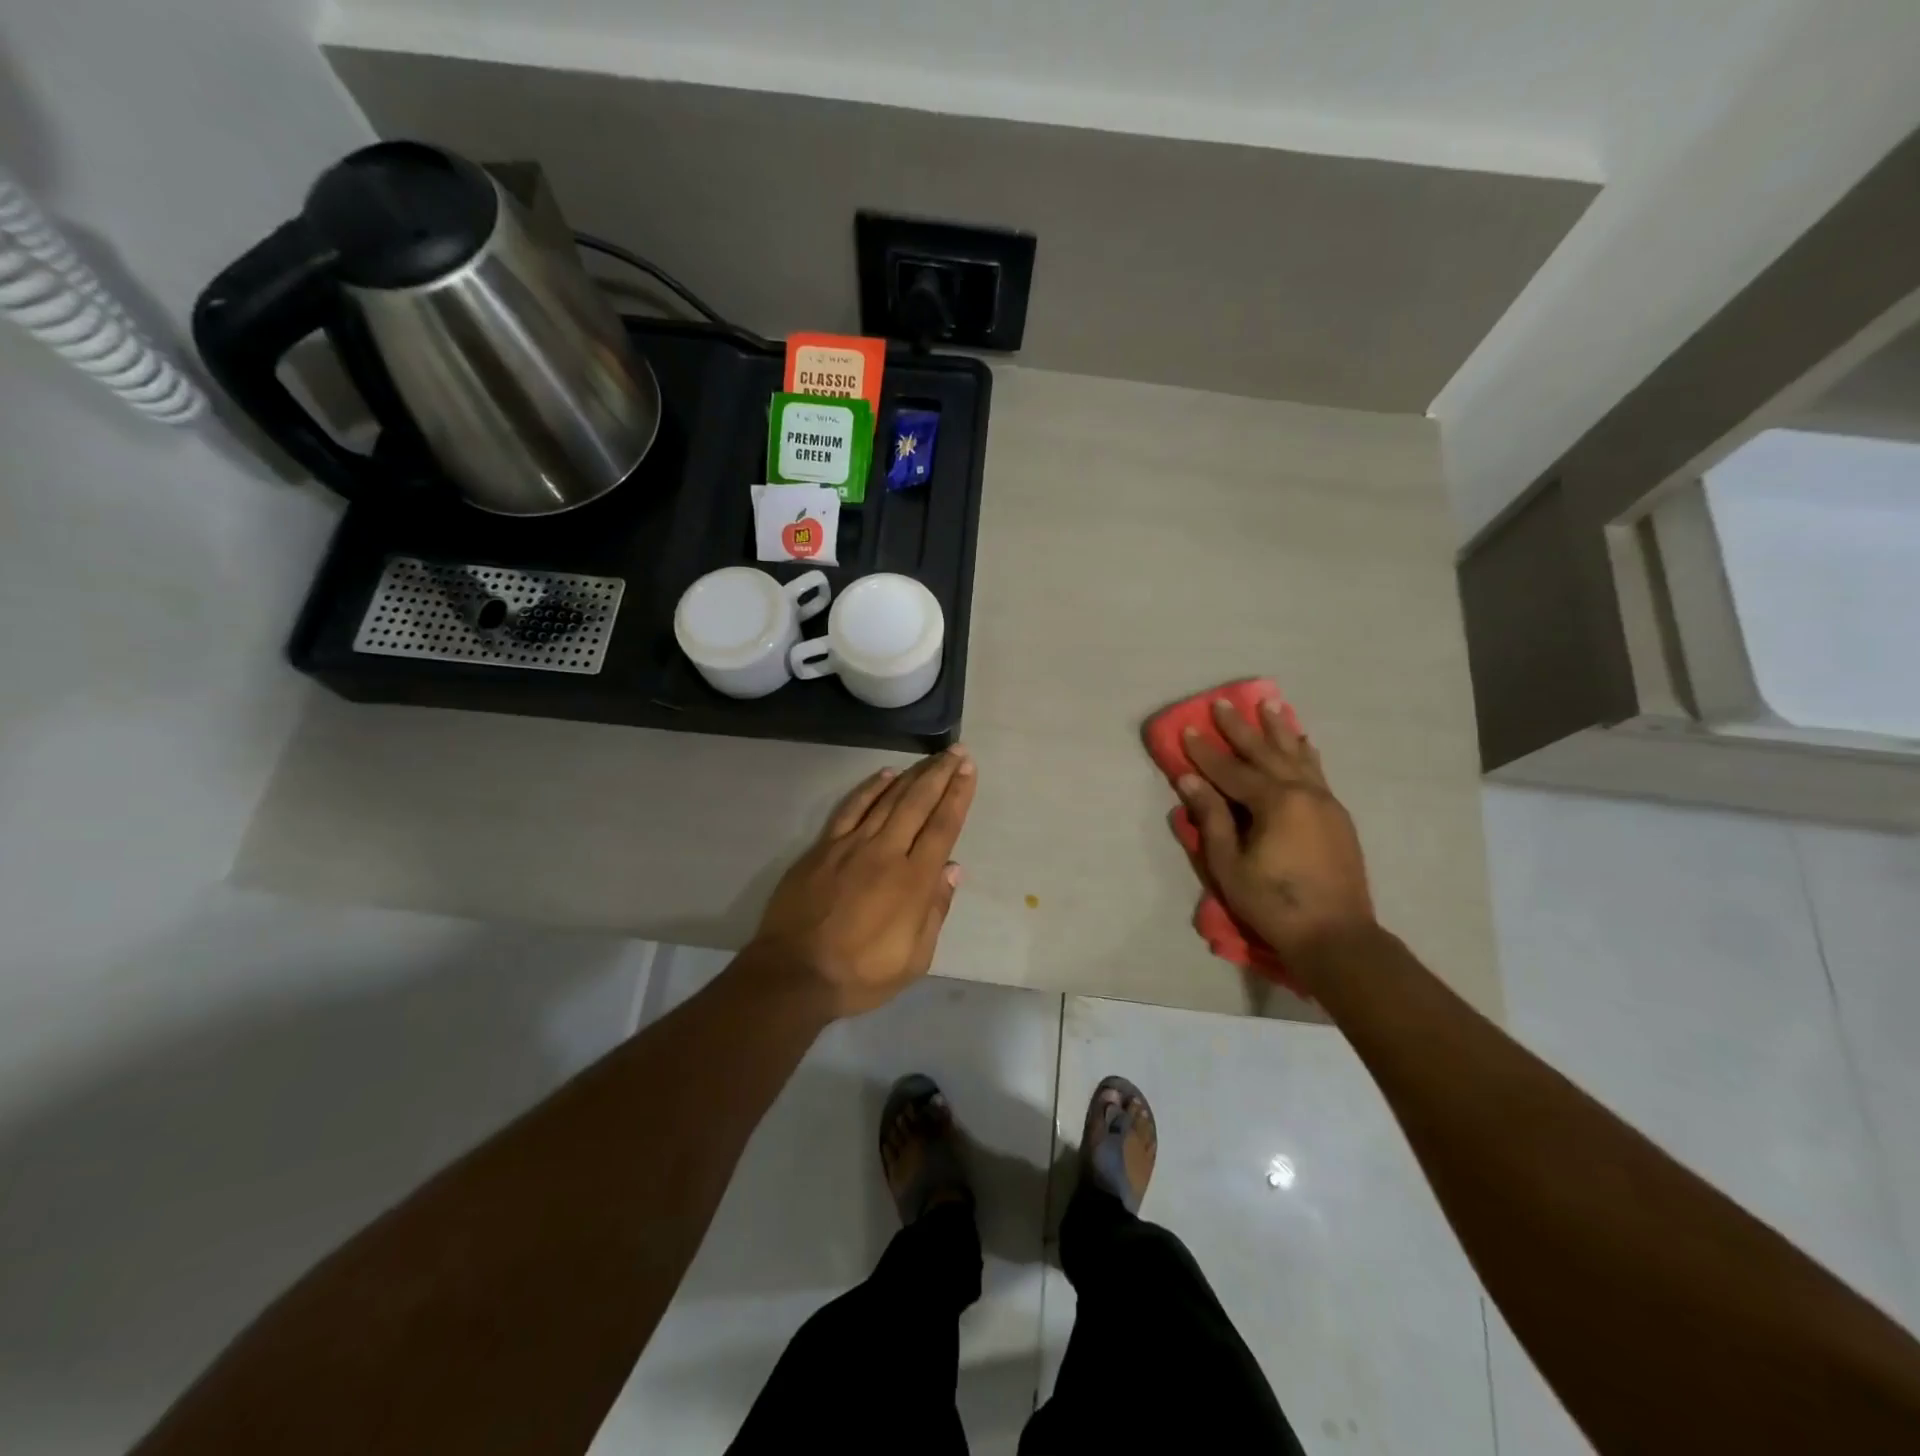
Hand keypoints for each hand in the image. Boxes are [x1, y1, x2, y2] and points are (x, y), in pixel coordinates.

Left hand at [750, 747, 978, 1017]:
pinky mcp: (823, 848)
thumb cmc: (861, 974)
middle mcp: (886, 853)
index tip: (968, 770)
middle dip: (941, 774)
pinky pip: (851, 808)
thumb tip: (953, 869)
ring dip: (913, 775)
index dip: (958, 795)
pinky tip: (885, 774)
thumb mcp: (914, 959)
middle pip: (918, 803)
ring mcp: (851, 846)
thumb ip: (936, 910)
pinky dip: (870, 788)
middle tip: (957, 752)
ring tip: (931, 758)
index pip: (942, 827)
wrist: (794, 974)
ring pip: (888, 799)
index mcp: (913, 881)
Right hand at [1176, 699, 1375, 984]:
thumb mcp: (1230, 865)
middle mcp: (1303, 792)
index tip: (1187, 728)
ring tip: (1270, 703)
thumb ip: (1211, 818)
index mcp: (1275, 802)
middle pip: (1266, 753)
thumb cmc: (1273, 903)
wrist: (1336, 936)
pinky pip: (1317, 772)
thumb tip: (1190, 780)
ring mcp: (1325, 802)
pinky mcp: (1337, 816)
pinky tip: (1303, 742)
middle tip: (1223, 702)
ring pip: (1297, 756)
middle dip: (1242, 727)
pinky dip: (1305, 752)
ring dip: (1280, 729)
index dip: (1206, 751)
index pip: (1232, 770)